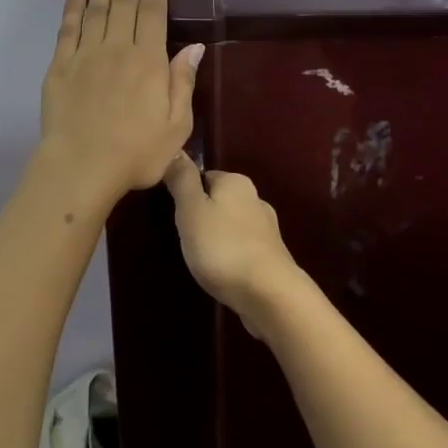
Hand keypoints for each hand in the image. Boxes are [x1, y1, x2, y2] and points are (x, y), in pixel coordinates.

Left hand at [39, 0, 202, 202]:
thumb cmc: (136, 153)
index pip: (154, 12)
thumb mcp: (176, 126)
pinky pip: (68, 26)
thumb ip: (183, 83)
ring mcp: (86, 54)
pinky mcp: (60, 65)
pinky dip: (73, 4)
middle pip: (124, 2)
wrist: (81, 168)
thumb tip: (195, 47)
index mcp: (149, 61)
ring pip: (96, 8)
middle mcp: (118, 48)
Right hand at [163, 154, 299, 339]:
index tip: (175, 215)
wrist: (269, 295)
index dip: (186, 193)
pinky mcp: (272, 256)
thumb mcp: (191, 210)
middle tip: (184, 238)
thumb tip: (176, 151)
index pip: (204, 176)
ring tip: (201, 257)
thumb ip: (182, 180)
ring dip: (218, 237)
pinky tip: (222, 271)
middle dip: (203, 216)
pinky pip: (243, 248)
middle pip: (219, 201)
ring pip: (232, 225)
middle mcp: (255, 199)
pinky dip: (231, 255)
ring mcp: (267, 229)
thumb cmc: (222, 247)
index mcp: (236, 182)